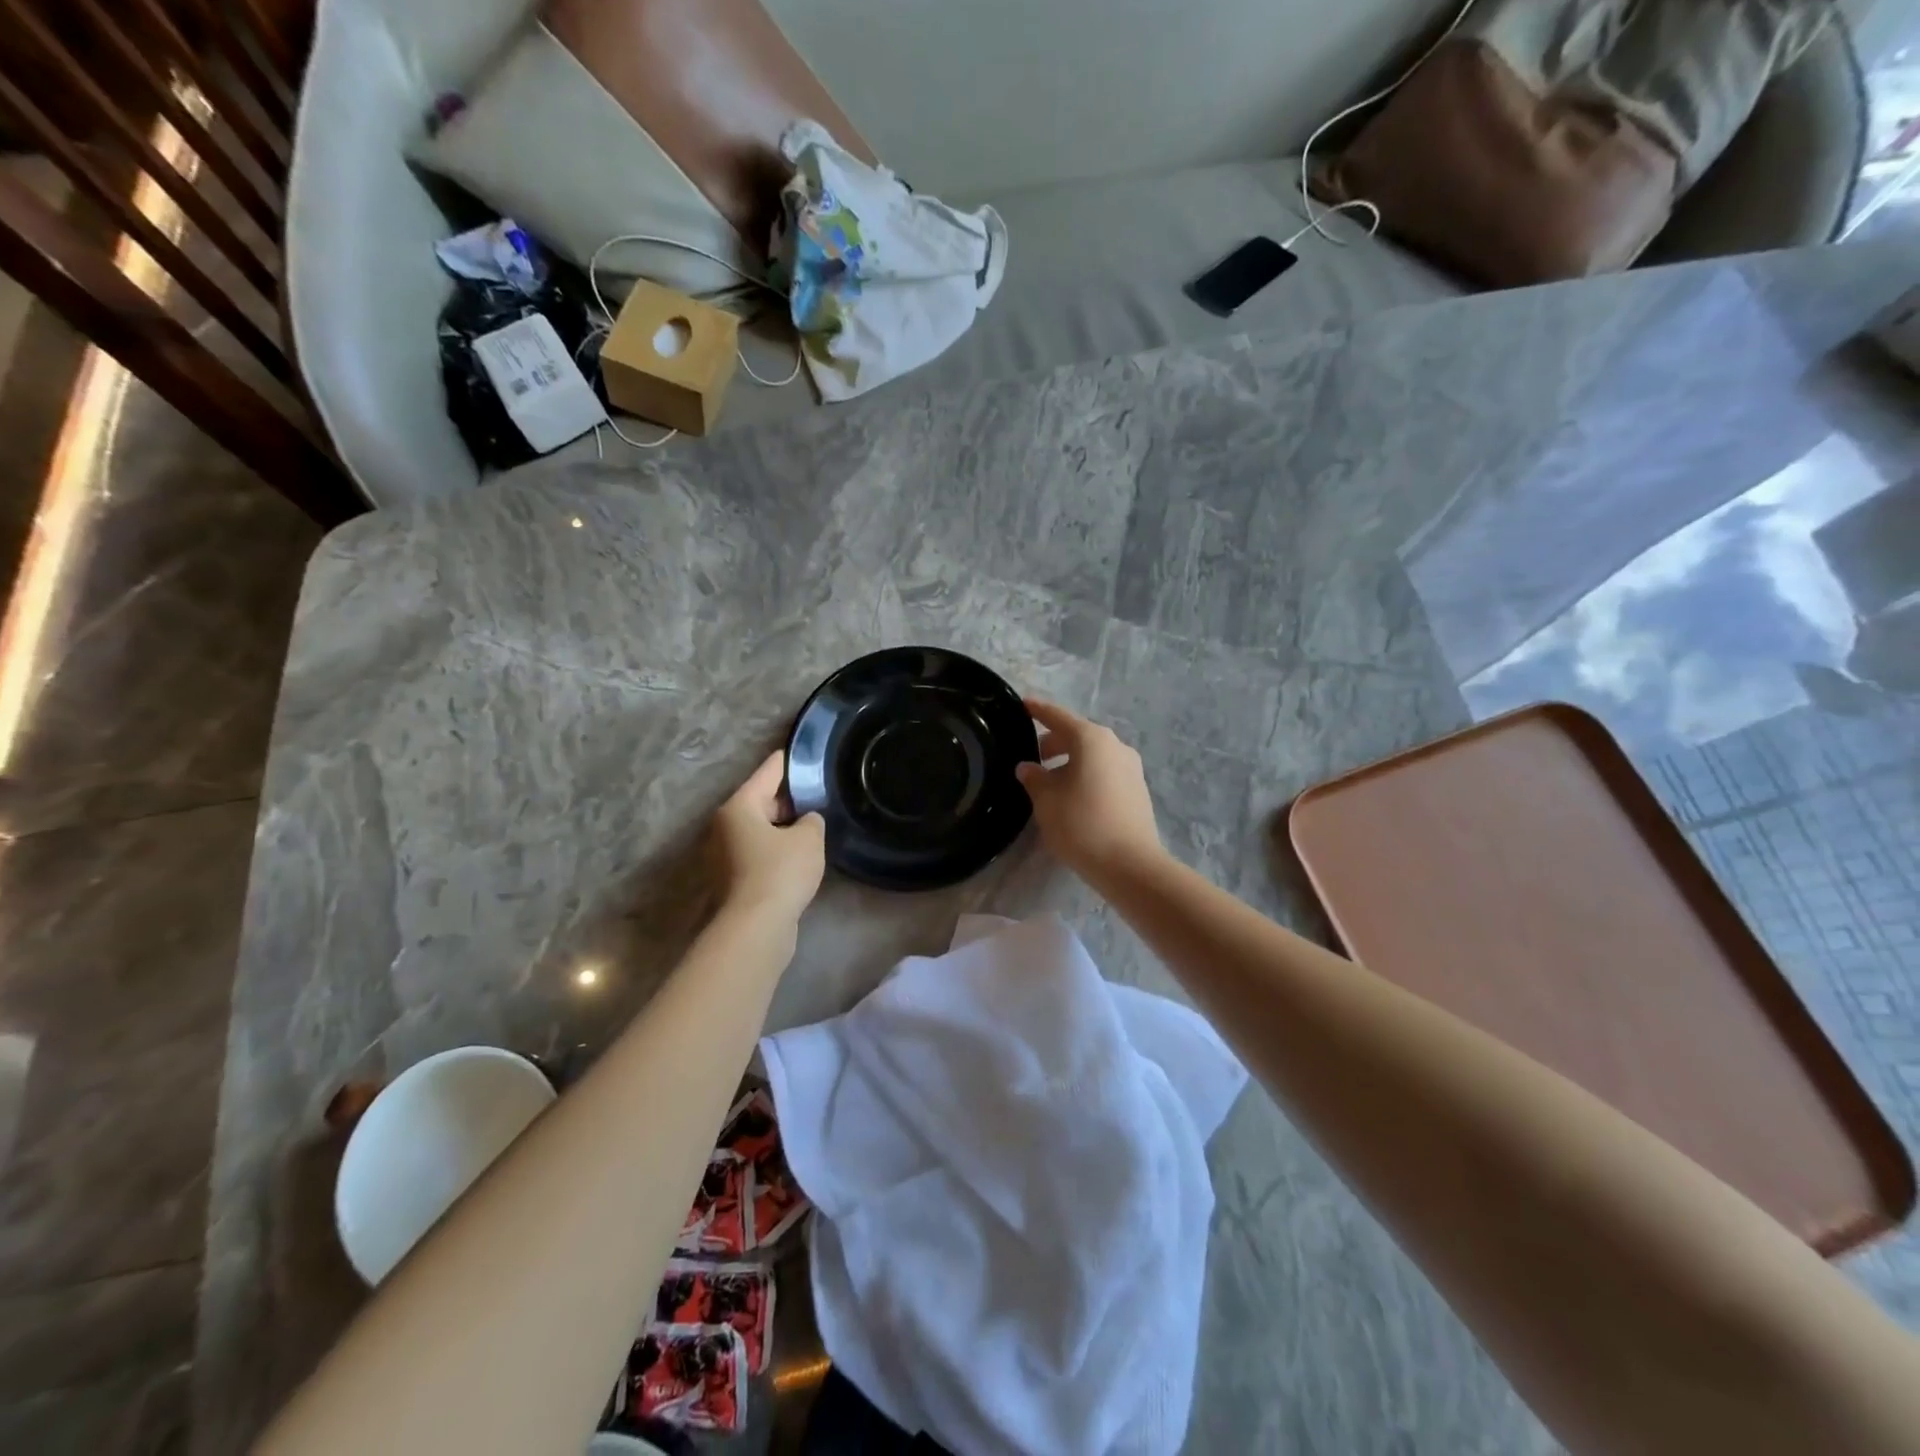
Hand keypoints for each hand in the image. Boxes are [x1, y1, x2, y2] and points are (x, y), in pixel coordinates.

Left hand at [712, 751, 825, 923]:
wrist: (755, 927)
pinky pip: (759, 852)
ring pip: (760, 828)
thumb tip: (806, 822)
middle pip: (761, 800)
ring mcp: (724, 854)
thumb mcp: (809, 838)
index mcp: (739, 806)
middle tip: (819, 794)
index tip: (805, 750)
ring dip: (783, 827)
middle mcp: (725, 825)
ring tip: (814, 825)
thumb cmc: (780, 872)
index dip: (790, 760)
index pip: (769, 771)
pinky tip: (800, 856)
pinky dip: (777, 850)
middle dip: (789, 798)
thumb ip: (813, 820)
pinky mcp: (732, 879)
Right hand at [1015, 699, 1164, 887]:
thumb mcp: (1046, 800)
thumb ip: (1034, 778)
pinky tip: (1072, 797)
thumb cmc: (1081, 824)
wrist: (1130, 865)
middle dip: (1053, 743)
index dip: (1038, 710)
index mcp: (1091, 740)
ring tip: (1049, 782)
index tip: (1023, 704)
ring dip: (1070, 762)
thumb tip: (1028, 767)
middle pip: (1078, 736)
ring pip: (1093, 756)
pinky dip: (1085, 776)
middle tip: (1031, 757)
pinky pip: (1104, 772)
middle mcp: (1115, 746)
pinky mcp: (1137, 790)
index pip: (1058, 717)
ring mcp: (1131, 768)